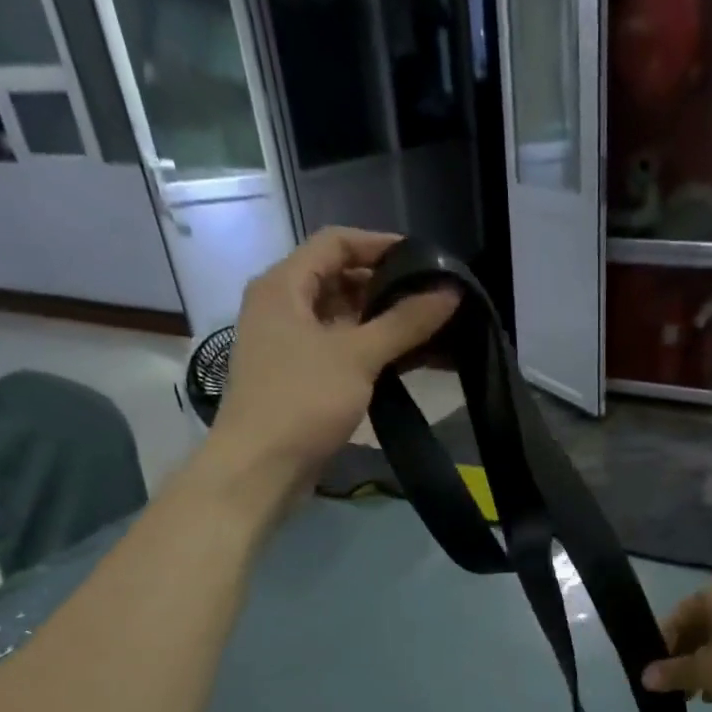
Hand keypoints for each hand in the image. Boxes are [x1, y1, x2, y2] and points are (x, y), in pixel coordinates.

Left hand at [210, 228, 458, 481]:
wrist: (260, 468)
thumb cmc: (302, 401)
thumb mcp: (357, 356)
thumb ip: (405, 322)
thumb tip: (451, 291)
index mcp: (284, 285)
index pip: (335, 242)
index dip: (381, 244)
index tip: (425, 260)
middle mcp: (282, 307)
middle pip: (340, 280)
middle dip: (388, 287)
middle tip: (434, 299)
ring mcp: (290, 345)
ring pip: (344, 319)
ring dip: (384, 323)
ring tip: (431, 331)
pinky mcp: (301, 378)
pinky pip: (342, 351)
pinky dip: (373, 351)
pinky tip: (408, 362)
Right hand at [642, 580, 711, 711]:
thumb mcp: (708, 673)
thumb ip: (673, 673)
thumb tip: (645, 676)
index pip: (677, 616)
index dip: (663, 647)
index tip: (659, 675)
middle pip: (702, 625)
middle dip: (688, 658)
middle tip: (682, 689)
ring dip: (710, 663)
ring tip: (707, 695)